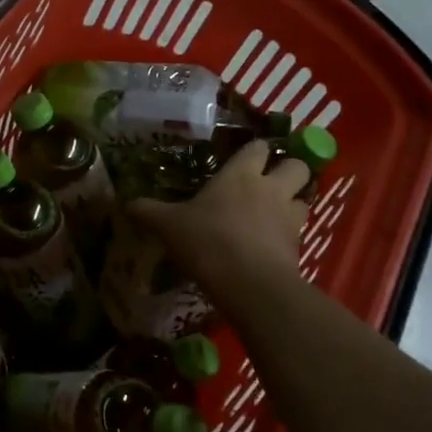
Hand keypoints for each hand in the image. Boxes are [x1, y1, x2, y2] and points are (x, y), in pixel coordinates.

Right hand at [129, 141, 310, 290]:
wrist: (249, 284)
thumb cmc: (207, 241)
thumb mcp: (168, 225)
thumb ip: (148, 212)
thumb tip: (126, 204)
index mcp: (240, 174)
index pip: (258, 147)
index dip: (254, 151)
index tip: (243, 159)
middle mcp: (271, 188)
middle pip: (298, 166)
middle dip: (288, 170)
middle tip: (268, 183)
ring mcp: (290, 217)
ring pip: (305, 198)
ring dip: (293, 201)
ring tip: (274, 213)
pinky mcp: (300, 246)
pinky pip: (300, 231)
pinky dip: (289, 234)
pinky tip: (270, 244)